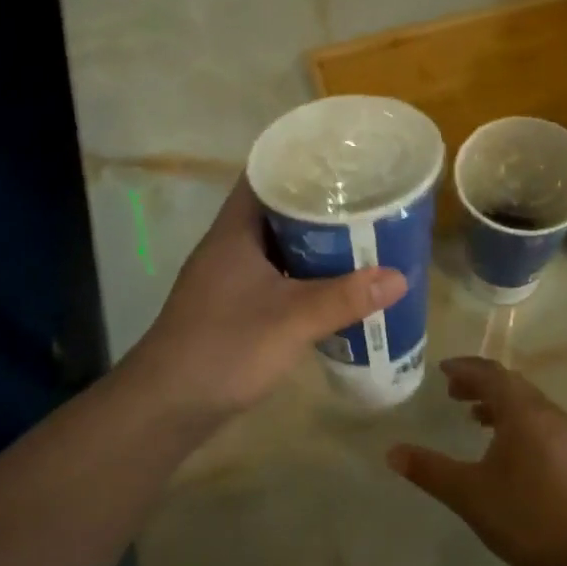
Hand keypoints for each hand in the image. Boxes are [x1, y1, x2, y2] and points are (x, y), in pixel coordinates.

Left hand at [122, 180, 406, 430]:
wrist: (167, 405)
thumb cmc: (225, 348)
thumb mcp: (291, 320)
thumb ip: (344, 298)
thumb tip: (399, 277)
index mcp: (234, 231)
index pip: (264, 175)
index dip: (300, 161)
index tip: (342, 160)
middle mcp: (228, 245)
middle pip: (275, 210)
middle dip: (316, 204)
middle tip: (363, 198)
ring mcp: (227, 277)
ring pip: (275, 245)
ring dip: (310, 242)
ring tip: (357, 235)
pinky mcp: (231, 306)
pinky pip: (272, 275)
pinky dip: (300, 274)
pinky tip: (330, 284)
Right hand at [388, 357, 566, 565]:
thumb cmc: (526, 518)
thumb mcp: (468, 494)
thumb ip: (428, 469)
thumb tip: (391, 452)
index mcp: (523, 412)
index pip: (490, 374)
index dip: (464, 368)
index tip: (442, 370)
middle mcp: (548, 414)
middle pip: (511, 384)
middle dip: (480, 383)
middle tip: (452, 392)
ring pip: (528, 404)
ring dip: (499, 403)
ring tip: (474, 417)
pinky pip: (541, 423)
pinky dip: (517, 421)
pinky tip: (505, 449)